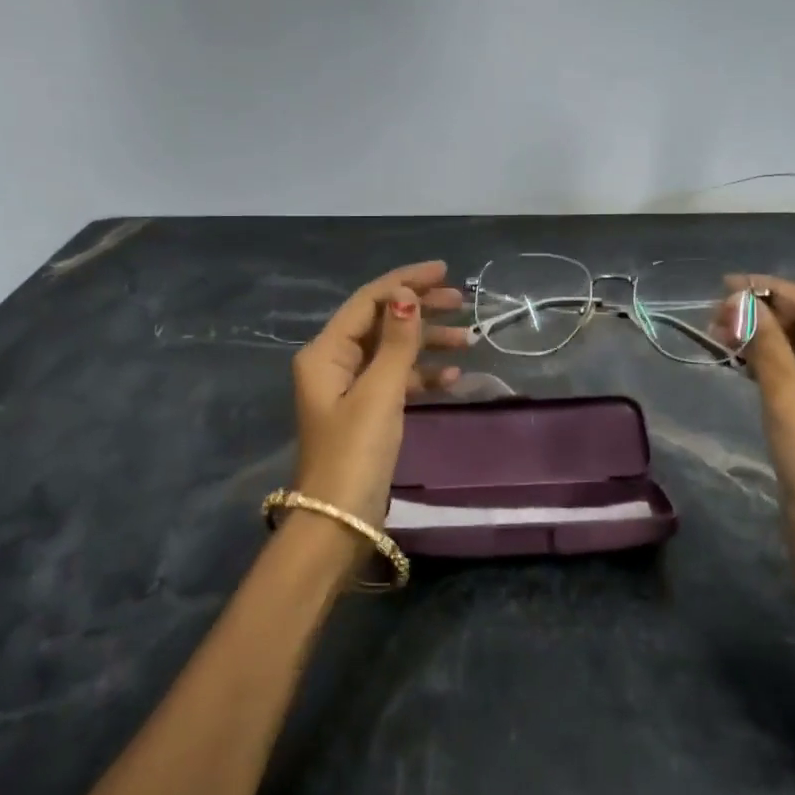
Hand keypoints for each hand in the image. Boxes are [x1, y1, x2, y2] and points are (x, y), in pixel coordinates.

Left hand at [291, 261, 469, 528]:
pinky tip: (453, 380)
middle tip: (462, 304)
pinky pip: (396, 380)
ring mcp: (349, 388)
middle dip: (421, 310)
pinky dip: (422, 376)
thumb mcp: (379, 392)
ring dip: (428, 344)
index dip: (407, 281)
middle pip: (382, 321)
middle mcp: (333, 363)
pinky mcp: (365, 412)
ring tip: (468, 341)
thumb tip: (407, 294)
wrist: (339, 522)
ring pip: (393, 351)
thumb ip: (397, 342)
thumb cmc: (356, 452)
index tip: (445, 272)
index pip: (370, 301)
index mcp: (326, 352)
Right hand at [720, 275, 794, 583]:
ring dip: (761, 337)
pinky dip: (766, 361)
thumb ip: (767, 344)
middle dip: (763, 315)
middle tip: (715, 314)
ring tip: (717, 331)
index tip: (726, 285)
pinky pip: (794, 371)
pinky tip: (734, 355)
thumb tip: (740, 301)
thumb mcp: (790, 398)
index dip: (772, 291)